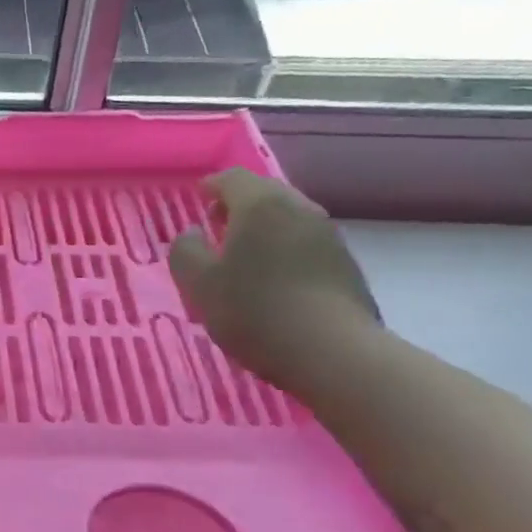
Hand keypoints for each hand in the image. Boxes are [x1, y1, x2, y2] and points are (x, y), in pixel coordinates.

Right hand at [169, 169, 380, 390]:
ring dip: (265, 227)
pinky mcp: (346, 264)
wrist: (335, 353)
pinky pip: (305, 242)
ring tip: (245, 254)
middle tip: (218, 225)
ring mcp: (328, 236)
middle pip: (265, 193)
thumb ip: (186, 250)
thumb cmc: (254, 310)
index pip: (232, 178)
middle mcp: (298, 209)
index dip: (211, 185)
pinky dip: (285, 248)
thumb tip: (194, 233)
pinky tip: (274, 277)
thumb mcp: (198, 283)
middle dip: (239, 204)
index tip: (198, 198)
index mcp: (260, 205)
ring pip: (288, 217)